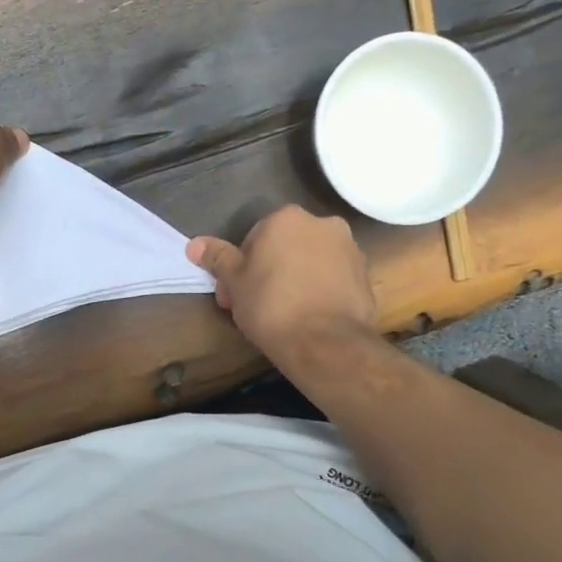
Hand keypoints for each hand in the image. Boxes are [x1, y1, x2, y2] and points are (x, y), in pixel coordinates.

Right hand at [187, 206, 377, 361]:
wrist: (325, 344)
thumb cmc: (271, 306)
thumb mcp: (234, 282)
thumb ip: (217, 258)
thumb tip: (194, 244)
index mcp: (287, 218)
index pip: (255, 236)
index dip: (242, 266)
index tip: (236, 293)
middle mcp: (322, 224)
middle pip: (285, 245)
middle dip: (270, 269)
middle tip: (255, 304)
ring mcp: (349, 249)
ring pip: (310, 260)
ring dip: (296, 277)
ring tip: (284, 313)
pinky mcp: (366, 276)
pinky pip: (333, 278)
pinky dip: (319, 290)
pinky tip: (308, 316)